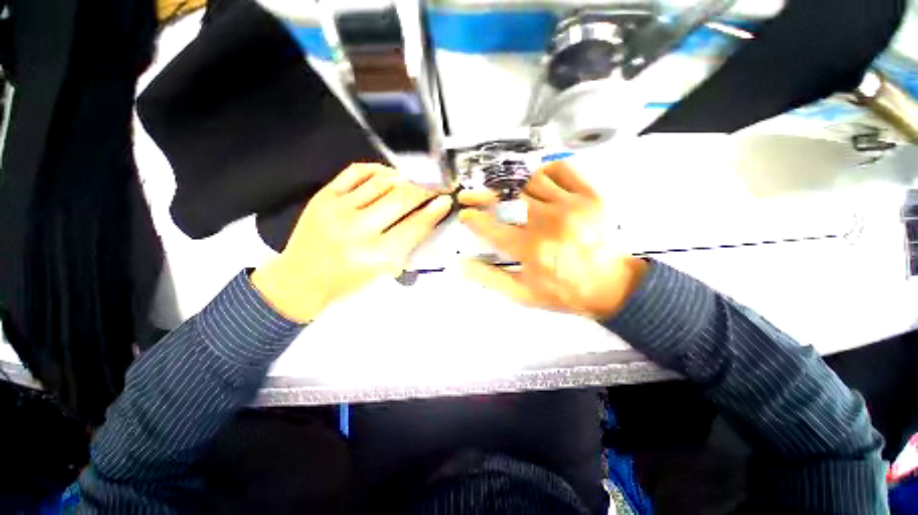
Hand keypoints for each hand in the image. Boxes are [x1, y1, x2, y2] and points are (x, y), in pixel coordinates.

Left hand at [252, 163, 451, 321]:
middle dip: (424, 190)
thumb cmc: (348, 282)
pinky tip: (388, 175)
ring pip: (382, 182)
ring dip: (404, 179)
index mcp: (377, 255)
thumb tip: (426, 218)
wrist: (302, 280)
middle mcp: (359, 229)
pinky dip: (378, 170)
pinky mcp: (324, 196)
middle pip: (401, 198)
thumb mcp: (384, 272)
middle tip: (435, 187)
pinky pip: (357, 172)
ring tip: (414, 182)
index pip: (415, 225)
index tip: (445, 201)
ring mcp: (339, 209)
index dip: (434, 211)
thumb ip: (407, 246)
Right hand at [458, 161, 646, 319]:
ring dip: (515, 187)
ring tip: (510, 195)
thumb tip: (460, 265)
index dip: (473, 218)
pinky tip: (541, 183)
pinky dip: (546, 171)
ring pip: (531, 180)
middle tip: (475, 195)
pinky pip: (562, 169)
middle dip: (484, 195)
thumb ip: (489, 278)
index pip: (491, 226)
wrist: (610, 286)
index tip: (466, 213)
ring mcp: (570, 205)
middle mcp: (547, 222)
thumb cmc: (563, 291)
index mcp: (530, 248)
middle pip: (507, 197)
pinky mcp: (590, 195)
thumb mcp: (522, 294)